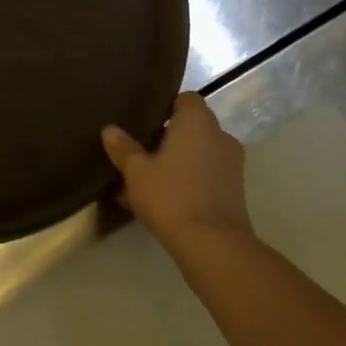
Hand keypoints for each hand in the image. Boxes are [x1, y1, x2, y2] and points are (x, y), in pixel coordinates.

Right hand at [102, 93, 252, 255]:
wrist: (213, 246)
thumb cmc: (171, 195)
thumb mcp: (136, 171)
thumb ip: (123, 147)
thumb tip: (109, 130)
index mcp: (198, 121)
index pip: (185, 99)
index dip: (165, 108)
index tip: (145, 123)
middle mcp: (220, 136)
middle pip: (191, 128)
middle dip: (167, 138)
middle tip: (141, 153)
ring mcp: (232, 165)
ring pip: (198, 154)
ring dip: (177, 163)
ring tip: (148, 182)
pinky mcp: (235, 192)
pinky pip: (206, 176)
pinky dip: (189, 181)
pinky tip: (164, 201)